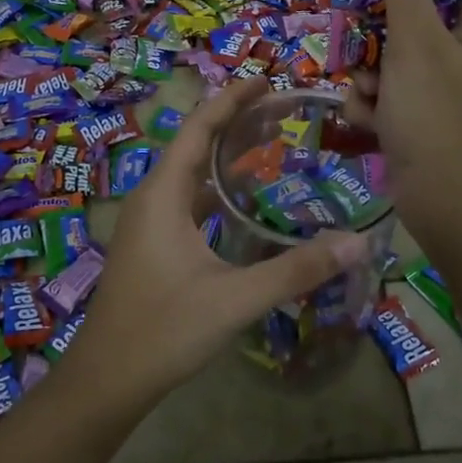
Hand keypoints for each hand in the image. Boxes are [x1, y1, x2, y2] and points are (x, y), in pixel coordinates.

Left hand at [62, 77, 372, 409]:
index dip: (232, 101)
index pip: (198, 129)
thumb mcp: (234, 299)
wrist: (106, 381)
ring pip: (192, 173)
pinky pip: (189, 199)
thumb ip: (295, 270)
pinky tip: (244, 198)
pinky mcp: (153, 245)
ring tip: (271, 141)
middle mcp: (152, 198)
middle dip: (237, 122)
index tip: (267, 81)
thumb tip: (356, 243)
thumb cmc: (162, 331)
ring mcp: (149, 223)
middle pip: (196, 144)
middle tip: (284, 109)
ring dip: (228, 155)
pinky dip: (218, 187)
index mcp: (162, 195)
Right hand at [343, 0, 461, 242]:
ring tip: (368, 95)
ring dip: (366, 72)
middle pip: (409, 10)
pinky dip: (372, 101)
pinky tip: (370, 121)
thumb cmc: (437, 116)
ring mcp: (443, 82)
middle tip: (361, 46)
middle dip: (375, 34)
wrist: (445, 206)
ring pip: (388, 51)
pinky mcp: (422, 111)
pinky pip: (387, 87)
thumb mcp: (416, 42)